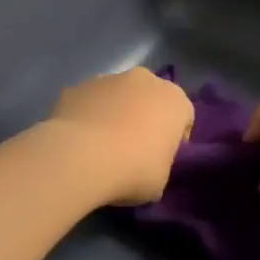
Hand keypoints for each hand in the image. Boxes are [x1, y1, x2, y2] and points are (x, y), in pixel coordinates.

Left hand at [46, 67, 194, 205]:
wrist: (80, 158)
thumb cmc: (133, 170)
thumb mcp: (161, 179)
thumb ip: (160, 163)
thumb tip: (147, 163)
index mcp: (174, 100)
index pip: (183, 117)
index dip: (175, 139)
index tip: (163, 158)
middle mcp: (144, 80)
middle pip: (150, 99)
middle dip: (144, 118)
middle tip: (133, 149)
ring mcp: (107, 79)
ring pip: (117, 97)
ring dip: (114, 114)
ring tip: (101, 146)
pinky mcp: (76, 87)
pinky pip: (89, 103)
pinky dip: (87, 116)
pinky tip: (79, 141)